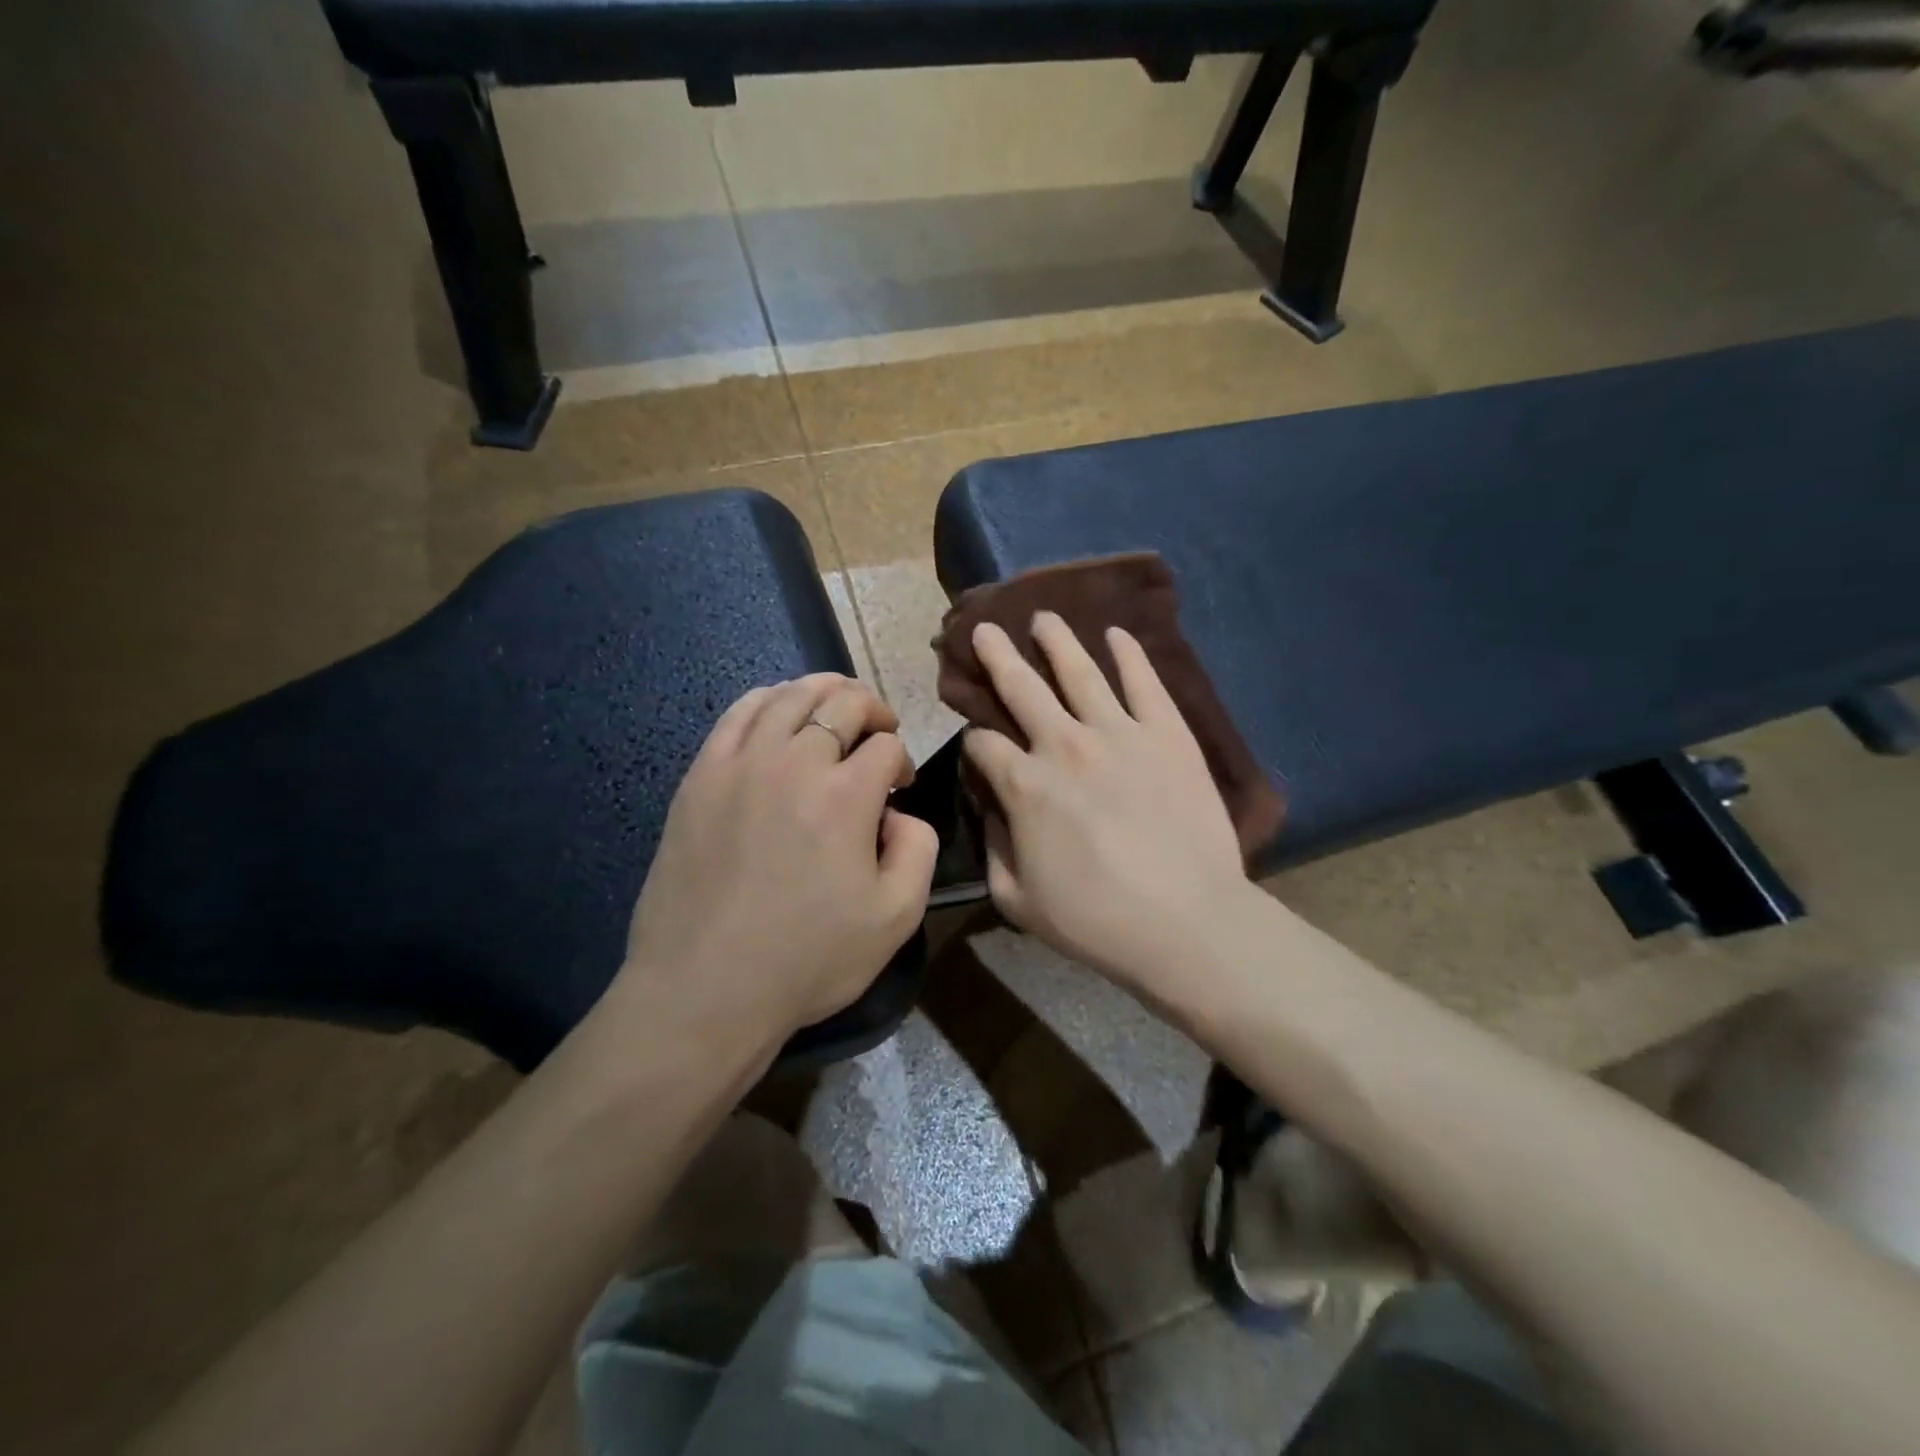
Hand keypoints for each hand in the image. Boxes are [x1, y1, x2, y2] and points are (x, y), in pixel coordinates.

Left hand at [610, 674, 938, 1055]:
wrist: (705, 988)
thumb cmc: (808, 958)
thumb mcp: (897, 917)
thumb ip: (919, 849)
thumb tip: (899, 812)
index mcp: (846, 795)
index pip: (886, 746)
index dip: (902, 760)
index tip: (899, 787)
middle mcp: (794, 762)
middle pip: (842, 704)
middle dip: (872, 710)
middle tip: (880, 730)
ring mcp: (740, 764)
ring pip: (789, 697)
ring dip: (823, 691)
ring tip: (837, 703)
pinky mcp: (700, 777)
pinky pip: (737, 714)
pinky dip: (767, 699)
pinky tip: (778, 709)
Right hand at [964, 614, 1249, 996]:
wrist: (1188, 922)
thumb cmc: (1096, 920)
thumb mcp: (1018, 900)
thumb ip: (994, 848)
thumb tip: (993, 809)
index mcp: (1024, 785)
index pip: (983, 744)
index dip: (972, 741)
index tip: (976, 743)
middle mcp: (1064, 745)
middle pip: (1021, 687)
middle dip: (996, 656)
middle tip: (984, 628)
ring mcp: (1119, 732)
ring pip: (1079, 671)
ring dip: (1056, 640)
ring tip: (1044, 616)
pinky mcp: (1167, 733)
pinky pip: (1144, 682)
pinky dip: (1129, 654)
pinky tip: (1118, 634)